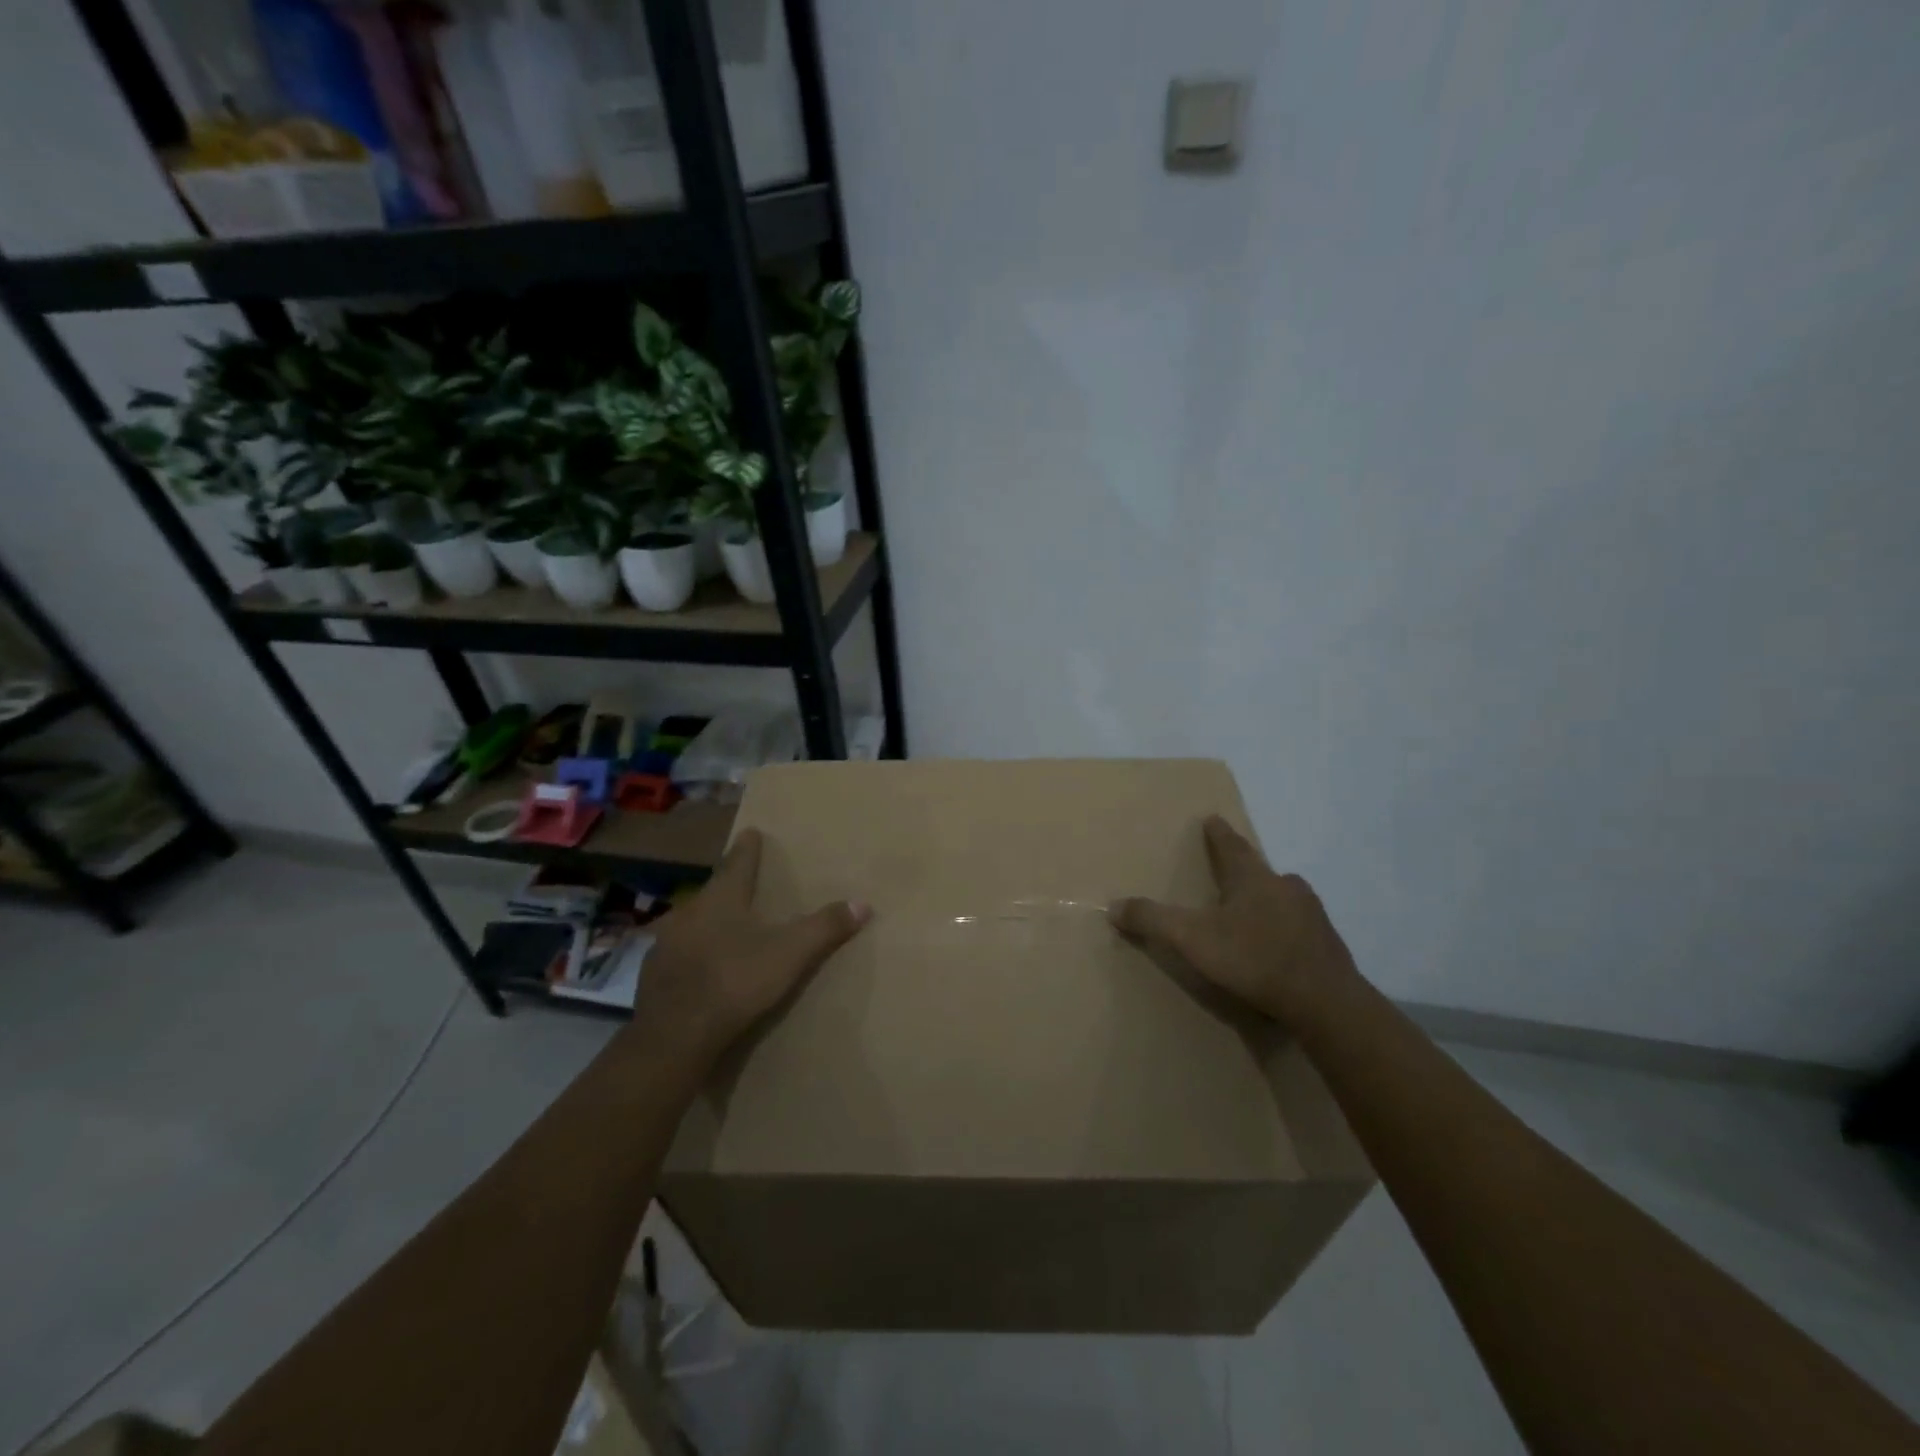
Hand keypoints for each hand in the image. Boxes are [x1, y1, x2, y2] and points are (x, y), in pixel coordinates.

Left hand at [632, 828, 868, 1065]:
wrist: (674, 1037)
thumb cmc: (735, 982)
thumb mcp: (790, 954)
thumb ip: (825, 927)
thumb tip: (863, 903)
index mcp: (722, 898)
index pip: (738, 861)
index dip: (748, 847)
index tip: (751, 832)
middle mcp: (689, 911)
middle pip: (713, 891)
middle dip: (729, 888)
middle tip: (745, 887)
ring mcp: (666, 943)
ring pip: (692, 923)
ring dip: (708, 922)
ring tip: (725, 929)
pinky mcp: (653, 974)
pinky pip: (678, 954)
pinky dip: (693, 955)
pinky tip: (701, 969)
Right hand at [1109, 815, 1361, 1031]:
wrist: (1325, 1002)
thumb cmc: (1254, 959)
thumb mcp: (1192, 939)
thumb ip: (1152, 920)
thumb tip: (1112, 905)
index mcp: (1253, 878)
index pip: (1231, 845)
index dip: (1217, 833)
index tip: (1212, 818)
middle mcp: (1285, 887)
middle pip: (1260, 870)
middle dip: (1243, 870)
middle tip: (1228, 873)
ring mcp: (1311, 915)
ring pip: (1282, 898)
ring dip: (1265, 900)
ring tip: (1249, 915)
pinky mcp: (1327, 944)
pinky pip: (1298, 927)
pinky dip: (1283, 930)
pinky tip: (1276, 949)